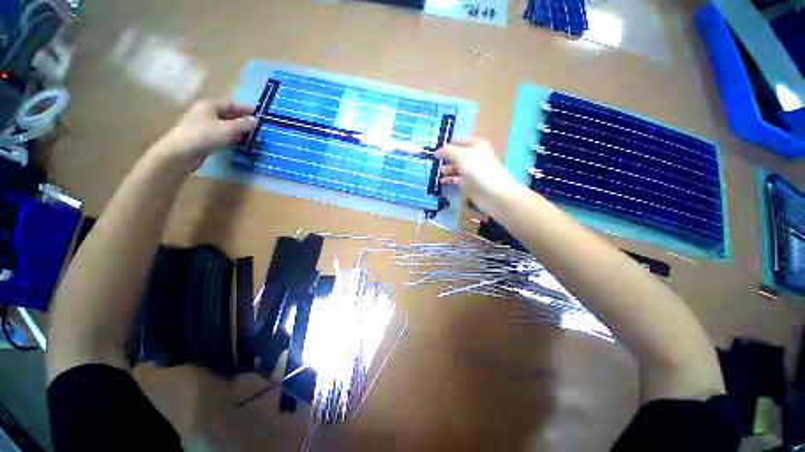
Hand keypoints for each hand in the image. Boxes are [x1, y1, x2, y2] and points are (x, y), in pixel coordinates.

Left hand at [151, 98, 257, 169]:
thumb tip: (256, 120)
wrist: (181, 153)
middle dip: (241, 120)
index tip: (258, 115)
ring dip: (237, 130)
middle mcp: (205, 112)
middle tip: (256, 127)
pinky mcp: (202, 137)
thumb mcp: (228, 129)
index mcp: (210, 105)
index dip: (245, 109)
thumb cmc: (205, 135)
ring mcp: (203, 125)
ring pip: (224, 125)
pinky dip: (230, 137)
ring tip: (250, 136)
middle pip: (227, 114)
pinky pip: (220, 134)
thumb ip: (243, 124)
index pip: (231, 104)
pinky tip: (238, 142)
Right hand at [436, 137, 521, 214]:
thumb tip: (437, 152)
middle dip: (447, 158)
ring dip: (448, 169)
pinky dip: (450, 180)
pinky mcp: (471, 184)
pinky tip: (442, 181)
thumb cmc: (478, 169)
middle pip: (458, 155)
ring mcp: (473, 172)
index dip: (449, 144)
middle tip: (436, 162)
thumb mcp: (460, 155)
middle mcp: (475, 157)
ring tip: (439, 172)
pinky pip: (458, 180)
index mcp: (477, 145)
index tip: (437, 149)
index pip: (460, 141)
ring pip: (458, 168)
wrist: (492, 193)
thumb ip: (448, 151)